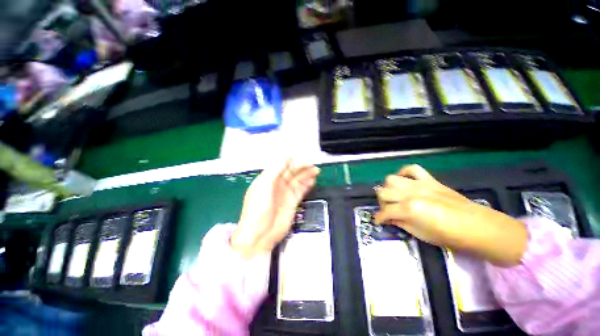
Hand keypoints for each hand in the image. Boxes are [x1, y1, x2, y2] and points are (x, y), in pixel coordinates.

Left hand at [231, 159, 319, 257]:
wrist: (260, 234)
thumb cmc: (258, 209)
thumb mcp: (263, 187)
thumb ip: (274, 171)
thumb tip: (286, 158)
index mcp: (268, 178)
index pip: (281, 165)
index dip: (291, 161)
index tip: (301, 159)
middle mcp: (278, 184)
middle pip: (291, 172)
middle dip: (301, 167)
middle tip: (312, 165)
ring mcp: (286, 193)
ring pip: (298, 180)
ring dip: (307, 174)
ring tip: (316, 170)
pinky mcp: (293, 202)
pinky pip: (301, 190)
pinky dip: (307, 184)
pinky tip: (313, 180)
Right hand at [374, 165, 526, 266]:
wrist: (477, 226)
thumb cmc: (449, 236)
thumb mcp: (420, 234)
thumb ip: (401, 223)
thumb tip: (389, 218)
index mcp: (409, 209)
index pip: (385, 211)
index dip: (379, 217)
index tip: (378, 221)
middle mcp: (410, 193)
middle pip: (383, 191)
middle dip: (382, 202)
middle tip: (388, 210)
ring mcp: (420, 184)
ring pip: (391, 179)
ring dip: (389, 188)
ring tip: (395, 196)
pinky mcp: (429, 180)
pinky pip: (412, 169)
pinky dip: (404, 173)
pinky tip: (405, 181)